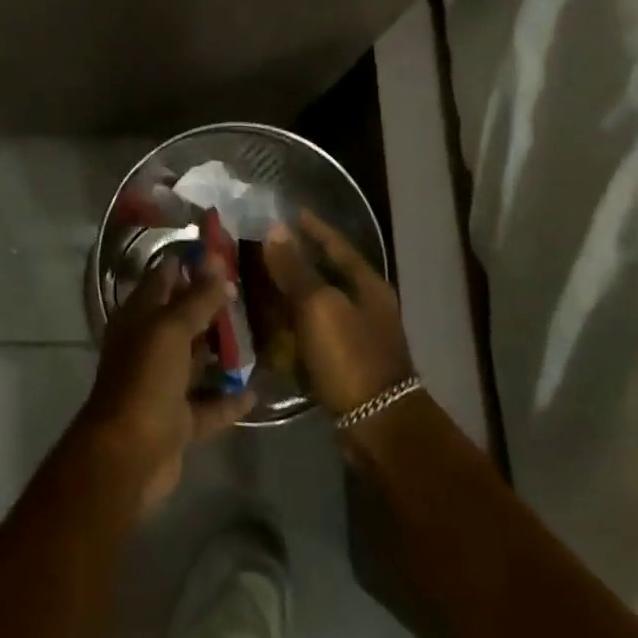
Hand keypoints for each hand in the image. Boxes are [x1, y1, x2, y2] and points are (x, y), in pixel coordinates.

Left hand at [77, 255, 255, 515]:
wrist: (129, 457)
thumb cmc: (145, 380)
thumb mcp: (171, 330)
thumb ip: (196, 299)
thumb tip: (217, 265)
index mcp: (139, 319)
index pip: (163, 279)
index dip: (189, 263)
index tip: (223, 250)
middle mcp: (149, 347)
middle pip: (183, 319)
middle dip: (213, 306)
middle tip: (252, 289)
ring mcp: (164, 385)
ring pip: (197, 361)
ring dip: (224, 351)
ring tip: (262, 332)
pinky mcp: (179, 420)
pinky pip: (210, 404)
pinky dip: (230, 398)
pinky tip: (258, 387)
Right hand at [264, 210, 415, 416]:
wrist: (379, 424)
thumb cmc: (350, 356)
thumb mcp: (318, 306)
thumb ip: (294, 268)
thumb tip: (275, 228)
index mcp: (366, 284)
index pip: (336, 244)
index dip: (313, 227)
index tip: (289, 212)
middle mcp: (366, 304)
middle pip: (327, 272)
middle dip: (296, 260)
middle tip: (262, 249)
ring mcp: (358, 335)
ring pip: (319, 303)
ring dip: (292, 293)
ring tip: (259, 284)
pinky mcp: (346, 362)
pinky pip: (315, 332)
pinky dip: (295, 325)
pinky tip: (272, 327)